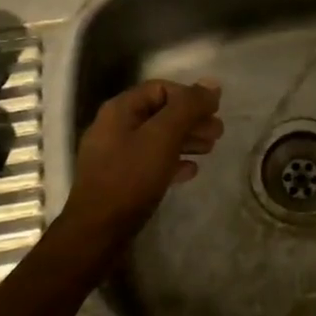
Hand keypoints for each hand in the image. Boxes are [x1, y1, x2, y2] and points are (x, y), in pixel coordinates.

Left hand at [64, 79, 222, 242]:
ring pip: (157, 138)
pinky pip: (150, 161)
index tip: (214, 112)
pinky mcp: (119, 180)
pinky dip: (173, 161)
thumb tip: (213, 83)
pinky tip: (190, 171)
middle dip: (191, 119)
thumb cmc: (131, 178)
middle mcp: (114, 126)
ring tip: (211, 149)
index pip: (161, 88)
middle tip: (218, 133)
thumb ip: (188, 107)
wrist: (97, 232)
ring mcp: (115, 154)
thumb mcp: (163, 137)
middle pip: (160, 113)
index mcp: (120, 109)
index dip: (190, 96)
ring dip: (186, 139)